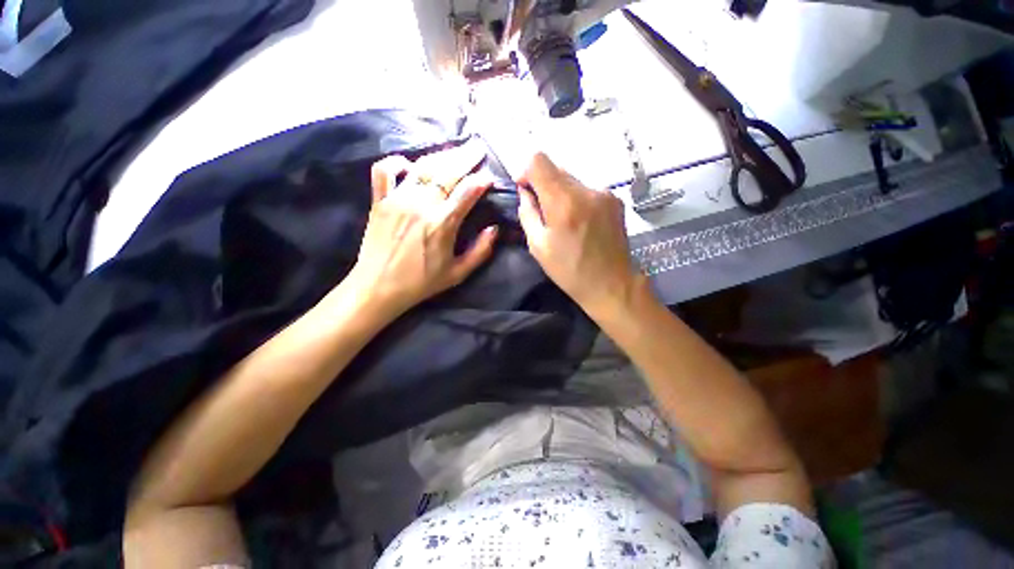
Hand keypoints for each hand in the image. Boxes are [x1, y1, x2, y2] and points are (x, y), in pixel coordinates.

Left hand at [344, 145, 497, 317]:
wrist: (378, 287)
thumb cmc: (421, 283)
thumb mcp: (457, 274)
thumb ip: (480, 252)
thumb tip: (494, 229)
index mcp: (442, 224)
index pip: (467, 192)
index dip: (480, 181)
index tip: (489, 177)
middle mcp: (421, 205)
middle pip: (447, 173)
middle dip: (465, 158)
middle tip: (477, 148)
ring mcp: (397, 200)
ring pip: (422, 168)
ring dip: (441, 156)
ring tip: (454, 150)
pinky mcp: (380, 201)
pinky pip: (384, 172)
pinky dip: (396, 162)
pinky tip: (408, 163)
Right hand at [516, 153, 643, 315]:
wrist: (611, 284)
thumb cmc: (569, 270)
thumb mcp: (538, 246)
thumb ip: (527, 213)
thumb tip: (525, 192)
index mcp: (563, 202)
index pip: (539, 161)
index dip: (527, 172)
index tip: (526, 191)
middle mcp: (585, 190)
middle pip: (556, 169)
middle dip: (544, 185)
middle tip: (543, 212)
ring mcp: (604, 193)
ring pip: (572, 180)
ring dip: (562, 193)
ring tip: (564, 221)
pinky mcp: (615, 200)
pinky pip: (588, 190)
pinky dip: (578, 199)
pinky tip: (581, 222)